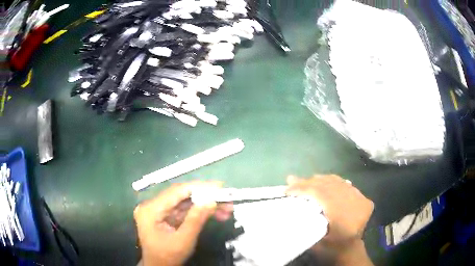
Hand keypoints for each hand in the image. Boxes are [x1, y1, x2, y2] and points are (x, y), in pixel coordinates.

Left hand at [134, 181, 232, 265]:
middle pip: (182, 196)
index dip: (199, 187)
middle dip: (206, 197)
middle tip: (227, 198)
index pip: (176, 192)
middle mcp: (152, 205)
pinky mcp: (165, 216)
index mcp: (151, 210)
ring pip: (185, 202)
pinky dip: (199, 212)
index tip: (219, 186)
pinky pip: (184, 210)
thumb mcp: (183, 241)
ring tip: (226, 208)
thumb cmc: (167, 256)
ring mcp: (158, 210)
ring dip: (205, 205)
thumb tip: (211, 200)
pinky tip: (216, 214)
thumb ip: (196, 220)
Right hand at [286, 175, 373, 250]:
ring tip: (304, 181)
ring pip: (338, 183)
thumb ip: (306, 224)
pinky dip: (331, 182)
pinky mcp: (363, 198)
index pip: (322, 195)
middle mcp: (356, 204)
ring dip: (319, 180)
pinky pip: (345, 185)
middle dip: (309, 182)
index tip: (287, 190)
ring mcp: (361, 199)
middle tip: (292, 180)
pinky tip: (321, 182)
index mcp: (344, 217)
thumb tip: (290, 205)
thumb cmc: (331, 248)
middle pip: (330, 186)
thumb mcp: (315, 242)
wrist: (350, 251)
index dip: (304, 189)